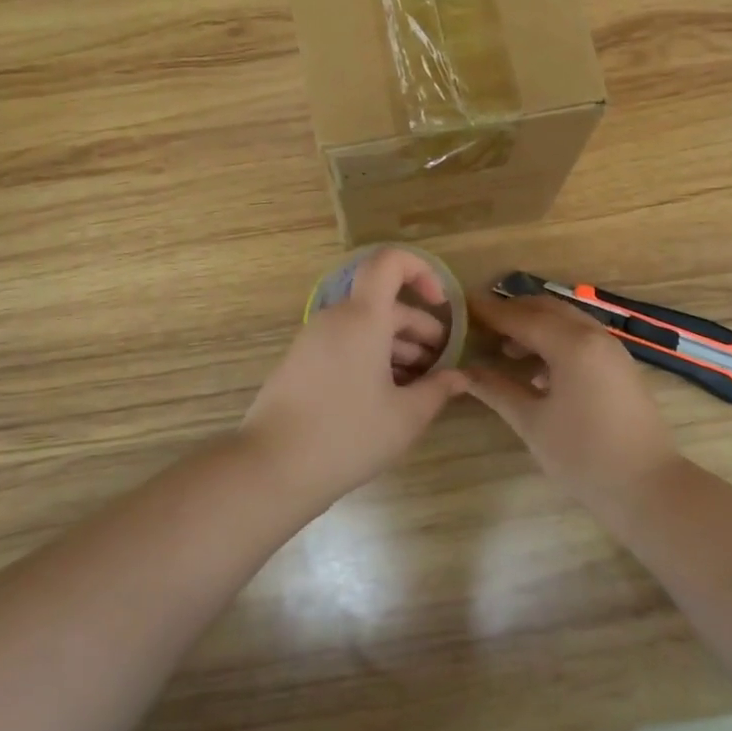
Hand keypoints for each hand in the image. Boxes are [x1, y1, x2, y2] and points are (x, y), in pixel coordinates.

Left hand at [241, 247, 468, 500]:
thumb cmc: (347, 435)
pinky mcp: (300, 363)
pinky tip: (385, 396)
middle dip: (418, 329)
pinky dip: (370, 357)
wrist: (271, 467)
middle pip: (383, 304)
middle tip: (440, 365)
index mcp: (363, 318)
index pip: (389, 263)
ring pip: (364, 328)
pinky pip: (343, 345)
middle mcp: (335, 319)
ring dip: (396, 347)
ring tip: (418, 386)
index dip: (420, 271)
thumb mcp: (405, 417)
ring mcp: (312, 340)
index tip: (441, 305)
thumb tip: (460, 377)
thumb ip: (437, 390)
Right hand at [465, 292, 677, 499]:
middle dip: (512, 313)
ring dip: (535, 325)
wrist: (648, 487)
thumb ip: (496, 389)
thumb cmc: (584, 456)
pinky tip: (537, 367)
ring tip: (504, 348)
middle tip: (480, 325)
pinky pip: (581, 336)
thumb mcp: (532, 423)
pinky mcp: (619, 364)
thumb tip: (463, 371)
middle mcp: (593, 335)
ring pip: (565, 320)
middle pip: (545, 309)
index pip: (521, 318)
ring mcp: (611, 348)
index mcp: (571, 344)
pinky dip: (555, 339)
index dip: (490, 312)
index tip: (462, 307)